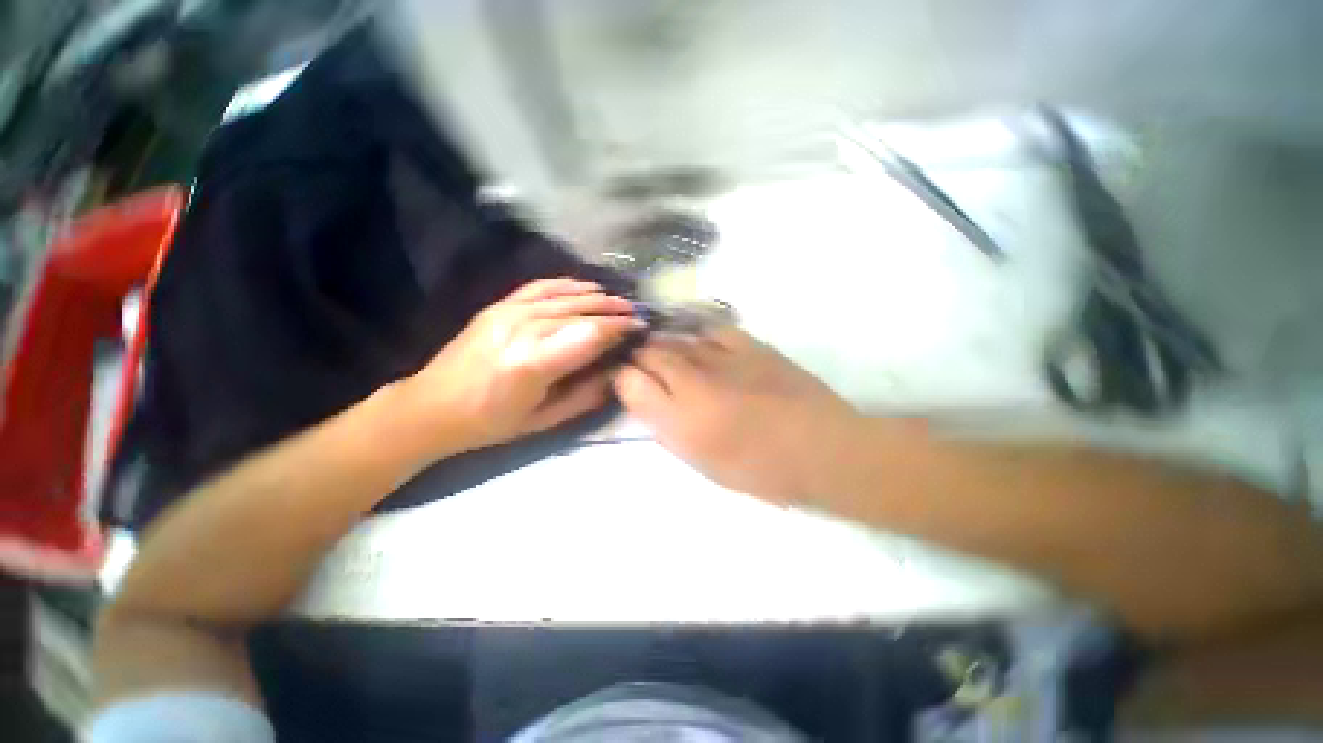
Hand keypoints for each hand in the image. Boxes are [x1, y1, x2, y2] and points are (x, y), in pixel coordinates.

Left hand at [393, 278, 643, 459]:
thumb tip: (616, 373)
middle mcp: (523, 328)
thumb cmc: (491, 422)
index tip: (640, 329)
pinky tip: (587, 286)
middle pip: (581, 311)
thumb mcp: (544, 420)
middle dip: (614, 311)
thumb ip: (585, 395)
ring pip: (565, 295)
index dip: (619, 328)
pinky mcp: (499, 305)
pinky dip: (568, 284)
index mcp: (534, 362)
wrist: (432, 406)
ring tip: (620, 301)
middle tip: (637, 314)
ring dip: (598, 296)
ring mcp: (508, 311)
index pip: (590, 334)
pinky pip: (541, 286)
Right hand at [613, 326, 863, 503]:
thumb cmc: (760, 470)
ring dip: (664, 345)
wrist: (821, 448)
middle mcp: (692, 381)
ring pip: (676, 338)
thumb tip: (651, 404)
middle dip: (638, 357)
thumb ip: (668, 431)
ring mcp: (721, 357)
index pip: (629, 382)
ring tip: (666, 354)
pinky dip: (698, 336)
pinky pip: (711, 330)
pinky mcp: (748, 344)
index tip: (626, 382)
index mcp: (679, 419)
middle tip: (642, 365)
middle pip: (649, 353)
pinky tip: (701, 345)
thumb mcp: (703, 464)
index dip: (622, 379)